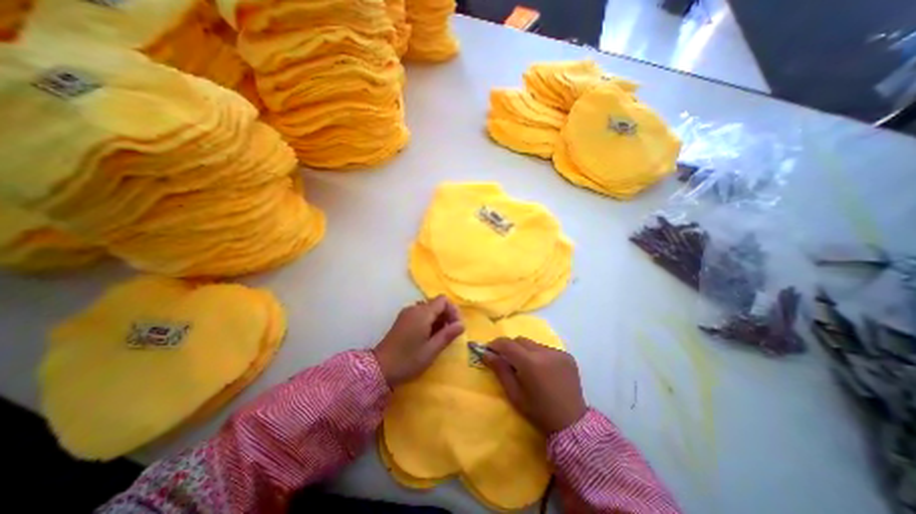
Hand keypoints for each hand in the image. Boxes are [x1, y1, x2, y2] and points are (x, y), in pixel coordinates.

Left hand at [373, 295, 465, 386]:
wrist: (379, 369)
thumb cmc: (408, 360)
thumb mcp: (431, 350)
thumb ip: (448, 335)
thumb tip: (462, 324)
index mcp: (422, 313)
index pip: (443, 300)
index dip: (453, 310)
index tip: (457, 326)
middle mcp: (414, 308)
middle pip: (436, 303)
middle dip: (447, 315)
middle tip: (451, 334)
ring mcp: (407, 313)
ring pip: (429, 309)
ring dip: (438, 319)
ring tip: (440, 337)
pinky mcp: (403, 320)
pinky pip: (421, 314)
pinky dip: (429, 321)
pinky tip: (429, 337)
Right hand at [487, 337, 585, 432]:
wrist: (572, 424)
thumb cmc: (539, 412)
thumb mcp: (515, 394)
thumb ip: (500, 370)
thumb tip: (486, 354)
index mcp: (530, 363)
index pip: (507, 344)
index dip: (495, 344)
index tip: (488, 349)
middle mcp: (544, 352)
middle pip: (520, 340)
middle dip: (510, 347)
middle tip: (506, 360)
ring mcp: (558, 353)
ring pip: (533, 344)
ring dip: (525, 351)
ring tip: (526, 367)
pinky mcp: (567, 356)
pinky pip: (546, 349)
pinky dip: (539, 355)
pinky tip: (542, 370)